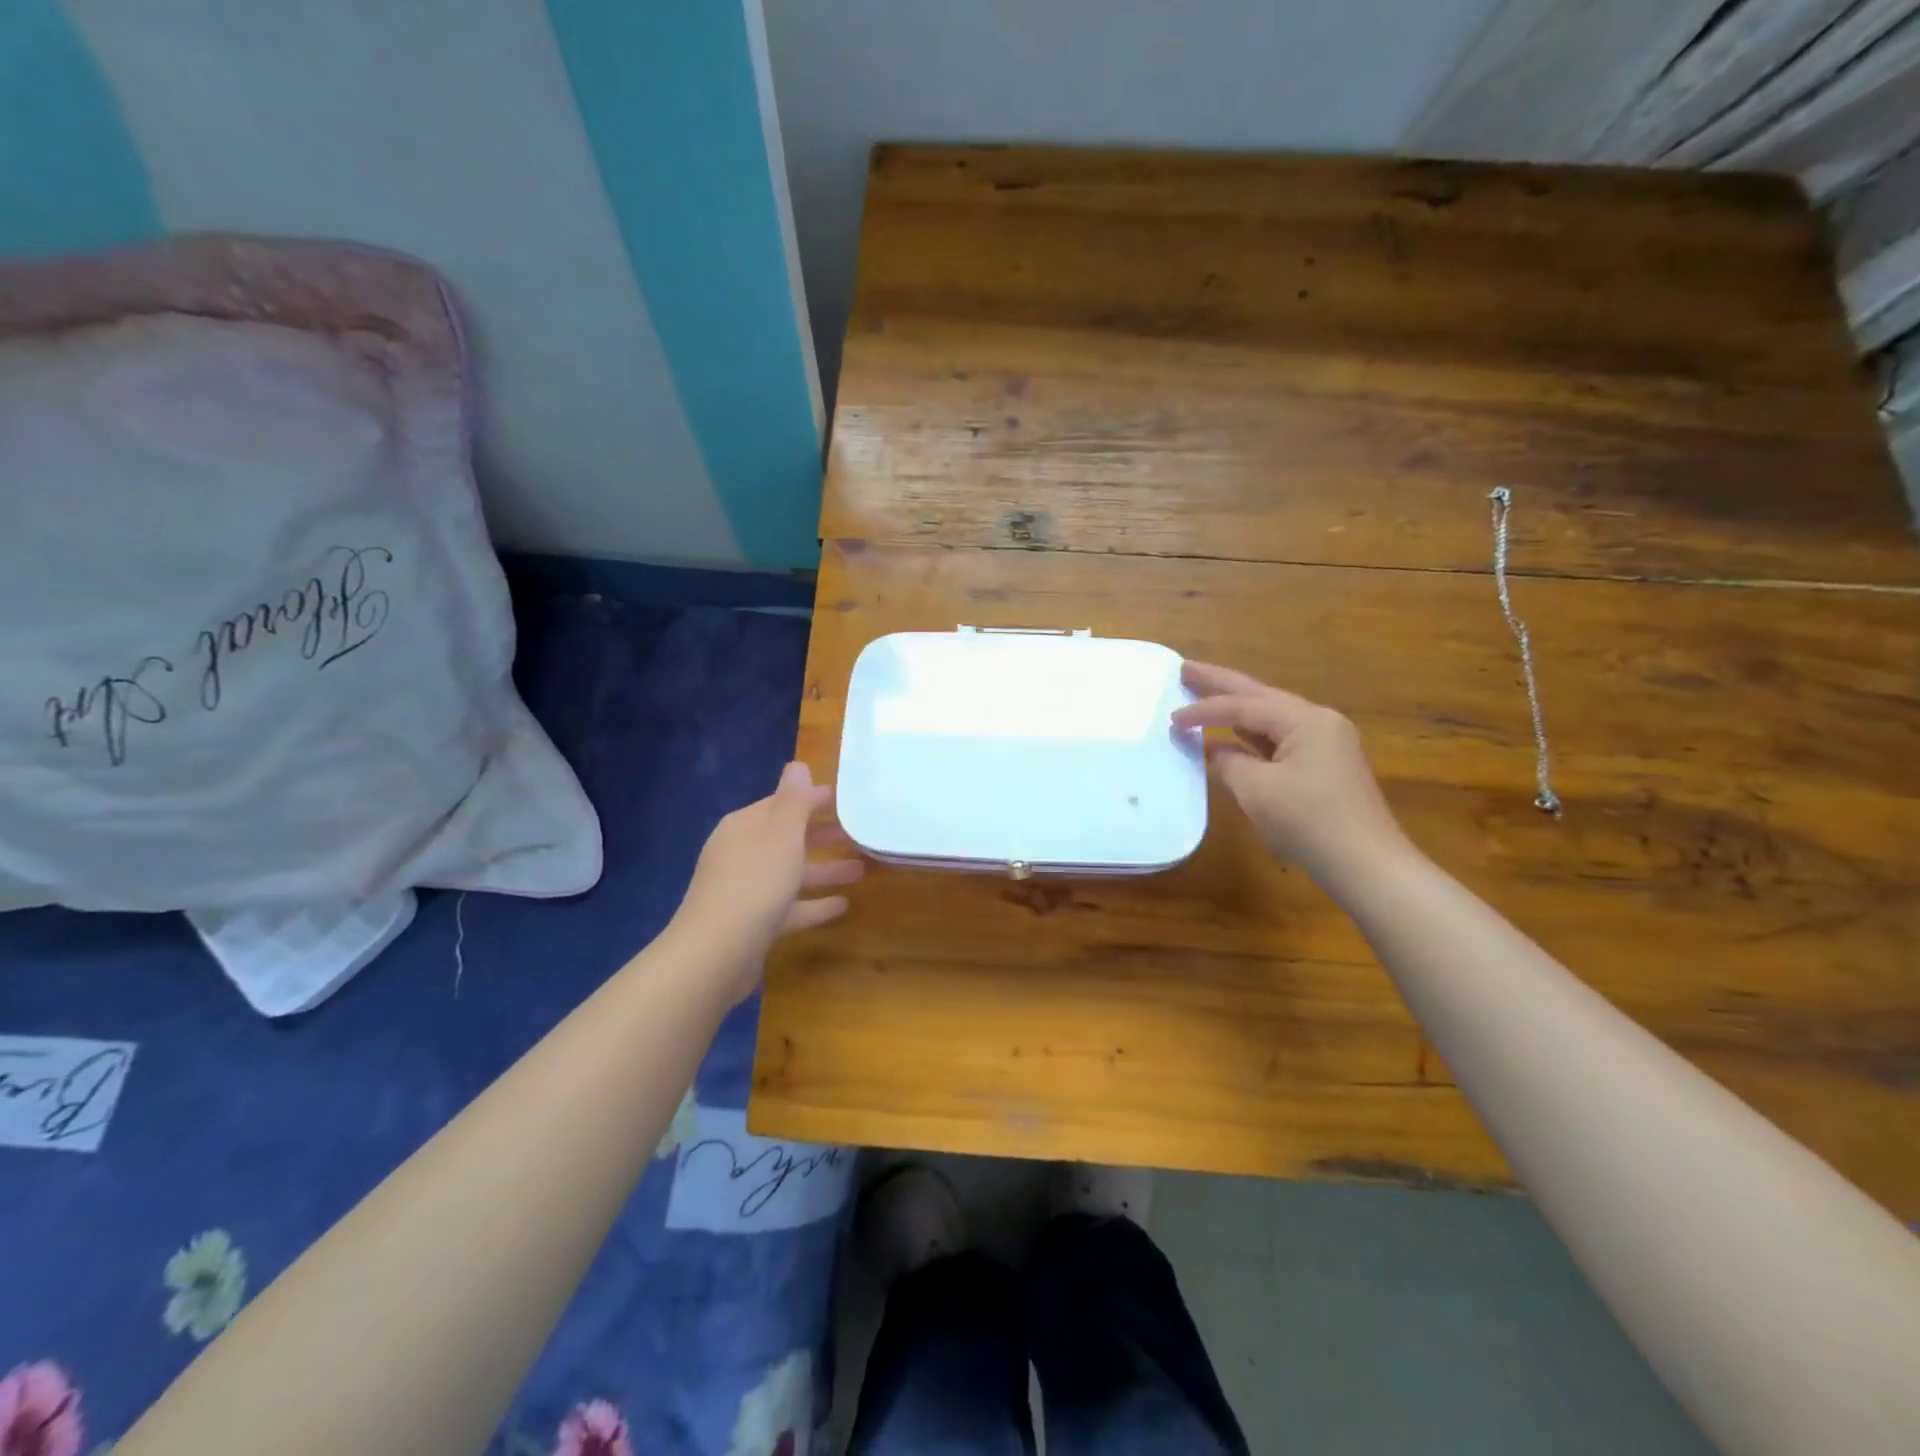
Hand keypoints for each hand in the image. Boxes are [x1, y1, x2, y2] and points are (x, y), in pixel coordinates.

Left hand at [672, 762, 863, 1002]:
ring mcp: (746, 890)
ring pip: (791, 873)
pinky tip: (844, 906)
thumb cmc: (755, 882)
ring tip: (862, 870)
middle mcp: (742, 854)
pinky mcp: (753, 923)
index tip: (845, 800)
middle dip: (822, 835)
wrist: (716, 953)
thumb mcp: (781, 834)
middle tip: (858, 834)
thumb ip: (794, 800)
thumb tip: (797, 766)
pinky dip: (814, 904)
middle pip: (787, 838)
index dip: (812, 800)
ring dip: (824, 870)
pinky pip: (790, 907)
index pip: (782, 804)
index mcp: (744, 827)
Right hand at [1172, 662, 1406, 880]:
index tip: (1172, 720)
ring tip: (1202, 693)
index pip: (1244, 706)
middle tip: (1185, 669)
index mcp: (1306, 720)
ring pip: (1271, 717)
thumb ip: (1228, 762)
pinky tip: (1230, 736)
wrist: (1367, 866)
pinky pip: (1280, 739)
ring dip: (1236, 709)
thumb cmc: (1309, 822)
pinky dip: (1251, 736)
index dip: (1204, 710)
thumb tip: (1216, 751)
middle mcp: (1320, 722)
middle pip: (1261, 696)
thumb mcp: (1257, 790)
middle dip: (1221, 684)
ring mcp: (1326, 743)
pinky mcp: (1325, 766)